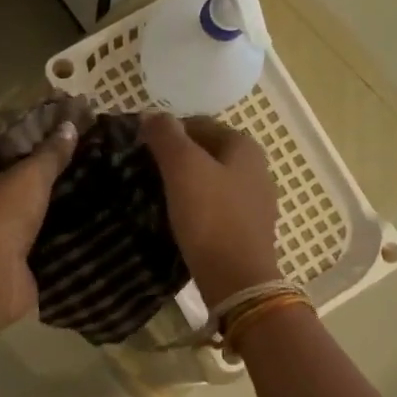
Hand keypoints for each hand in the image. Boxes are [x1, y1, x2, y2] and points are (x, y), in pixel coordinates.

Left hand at [0, 118, 78, 324]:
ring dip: (59, 201)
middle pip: (19, 178)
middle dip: (48, 169)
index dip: (27, 132)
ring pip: (35, 209)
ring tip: (97, 184)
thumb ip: (50, 153)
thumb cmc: (2, 215)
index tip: (61, 124)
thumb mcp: (29, 175)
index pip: (1, 145)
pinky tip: (93, 220)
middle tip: (87, 154)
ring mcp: (3, 233)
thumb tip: (70, 126)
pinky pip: (48, 238)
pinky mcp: (22, 259)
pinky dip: (66, 231)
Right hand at [140, 113, 282, 303]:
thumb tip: (152, 115)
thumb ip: (166, 136)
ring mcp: (255, 202)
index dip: (167, 132)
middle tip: (144, 172)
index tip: (140, 149)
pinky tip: (177, 220)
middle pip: (206, 153)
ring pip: (211, 181)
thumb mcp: (183, 168)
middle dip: (176, 158)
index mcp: (244, 146)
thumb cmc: (211, 217)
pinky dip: (196, 208)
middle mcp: (256, 169)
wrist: (237, 280)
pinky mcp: (248, 230)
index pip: (199, 124)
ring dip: (185, 184)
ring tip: (155, 196)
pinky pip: (216, 208)